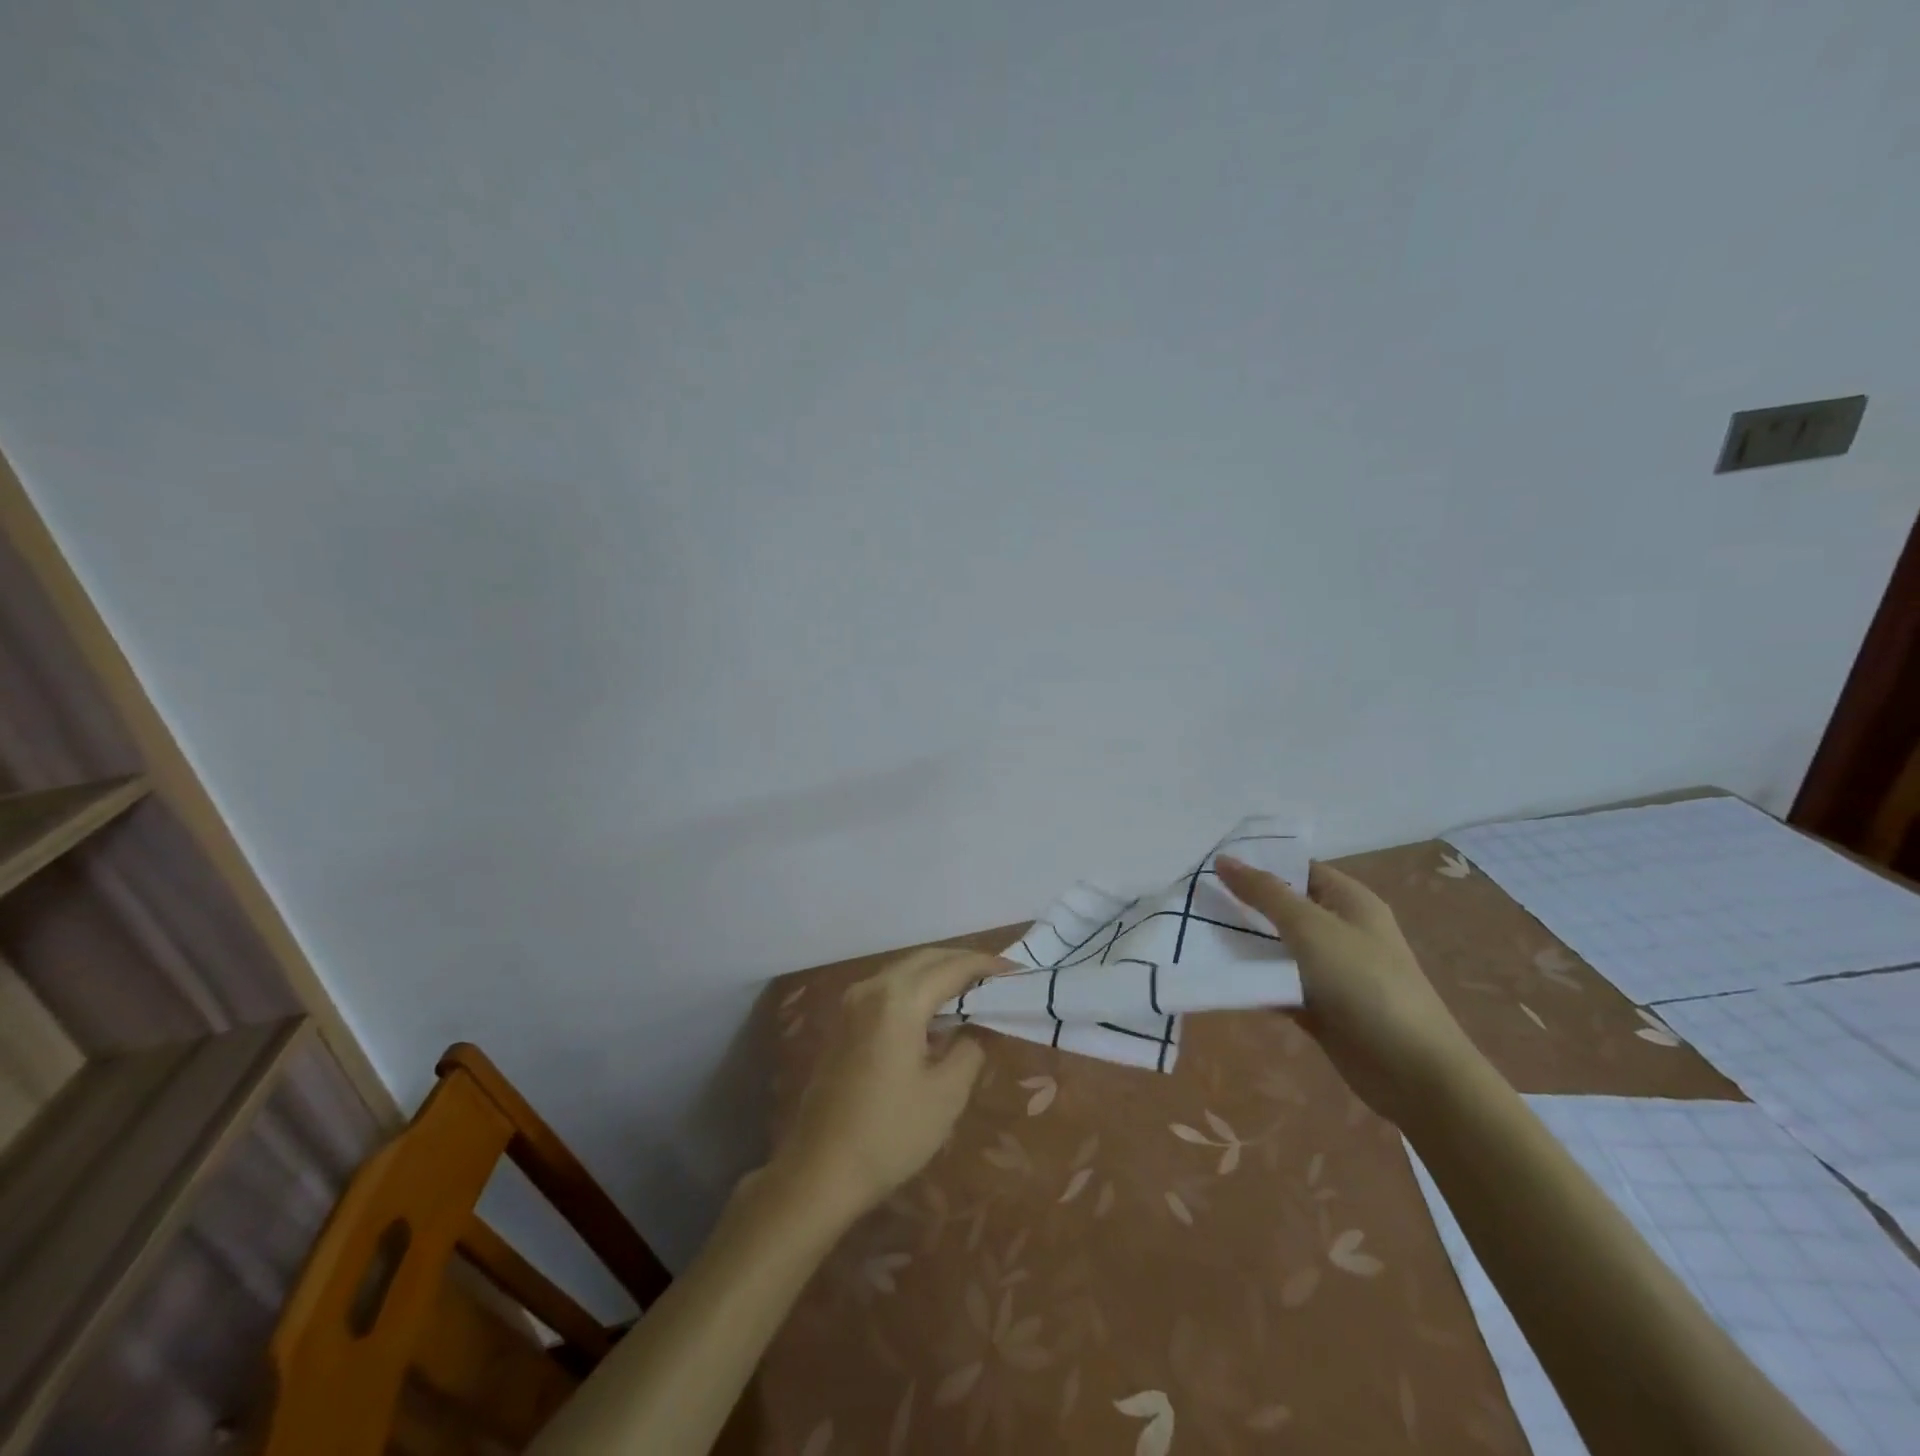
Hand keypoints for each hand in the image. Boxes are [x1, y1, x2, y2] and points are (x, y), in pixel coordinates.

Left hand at [775, 948, 1003, 1223]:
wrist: (821, 1170)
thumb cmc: (891, 1133)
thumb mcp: (946, 1094)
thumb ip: (970, 1047)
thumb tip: (976, 1026)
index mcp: (900, 999)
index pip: (953, 967)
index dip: (987, 966)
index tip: (1017, 971)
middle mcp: (873, 988)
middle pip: (926, 959)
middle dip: (963, 962)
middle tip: (997, 978)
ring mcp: (853, 1003)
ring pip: (905, 971)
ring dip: (939, 974)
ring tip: (972, 991)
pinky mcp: (844, 1022)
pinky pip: (888, 988)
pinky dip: (916, 989)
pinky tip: (935, 1012)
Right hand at [1215, 856, 1478, 1125]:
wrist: (1411, 1071)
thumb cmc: (1364, 983)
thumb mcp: (1311, 927)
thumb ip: (1265, 893)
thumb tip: (1224, 859)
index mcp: (1349, 902)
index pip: (1298, 870)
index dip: (1259, 864)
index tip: (1211, 866)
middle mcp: (1340, 931)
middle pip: (1284, 909)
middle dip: (1243, 905)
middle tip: (1195, 900)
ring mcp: (1330, 971)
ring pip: (1277, 949)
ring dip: (1243, 945)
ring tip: (1195, 935)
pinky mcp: (1319, 1006)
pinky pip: (1278, 984)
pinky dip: (1253, 982)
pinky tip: (1217, 976)